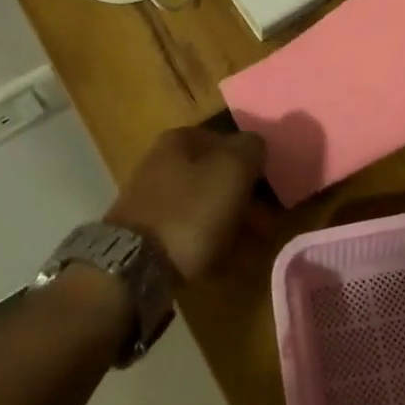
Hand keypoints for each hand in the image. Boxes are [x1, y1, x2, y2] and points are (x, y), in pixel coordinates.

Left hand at [104, 127, 266, 280]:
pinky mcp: (148, 232)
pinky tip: (226, 259)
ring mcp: (153, 197)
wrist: (134, 266)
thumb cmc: (191, 210)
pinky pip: (191, 230)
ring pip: (206, 203)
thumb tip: (256, 147)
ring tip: (253, 244)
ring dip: (232, 220)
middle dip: (245, 196)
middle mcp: (163, 161)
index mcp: (181, 138)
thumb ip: (252, 148)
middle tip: (266, 221)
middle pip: (217, 174)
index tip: (270, 187)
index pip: (229, 140)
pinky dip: (211, 241)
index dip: (253, 162)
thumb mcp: (233, 168)